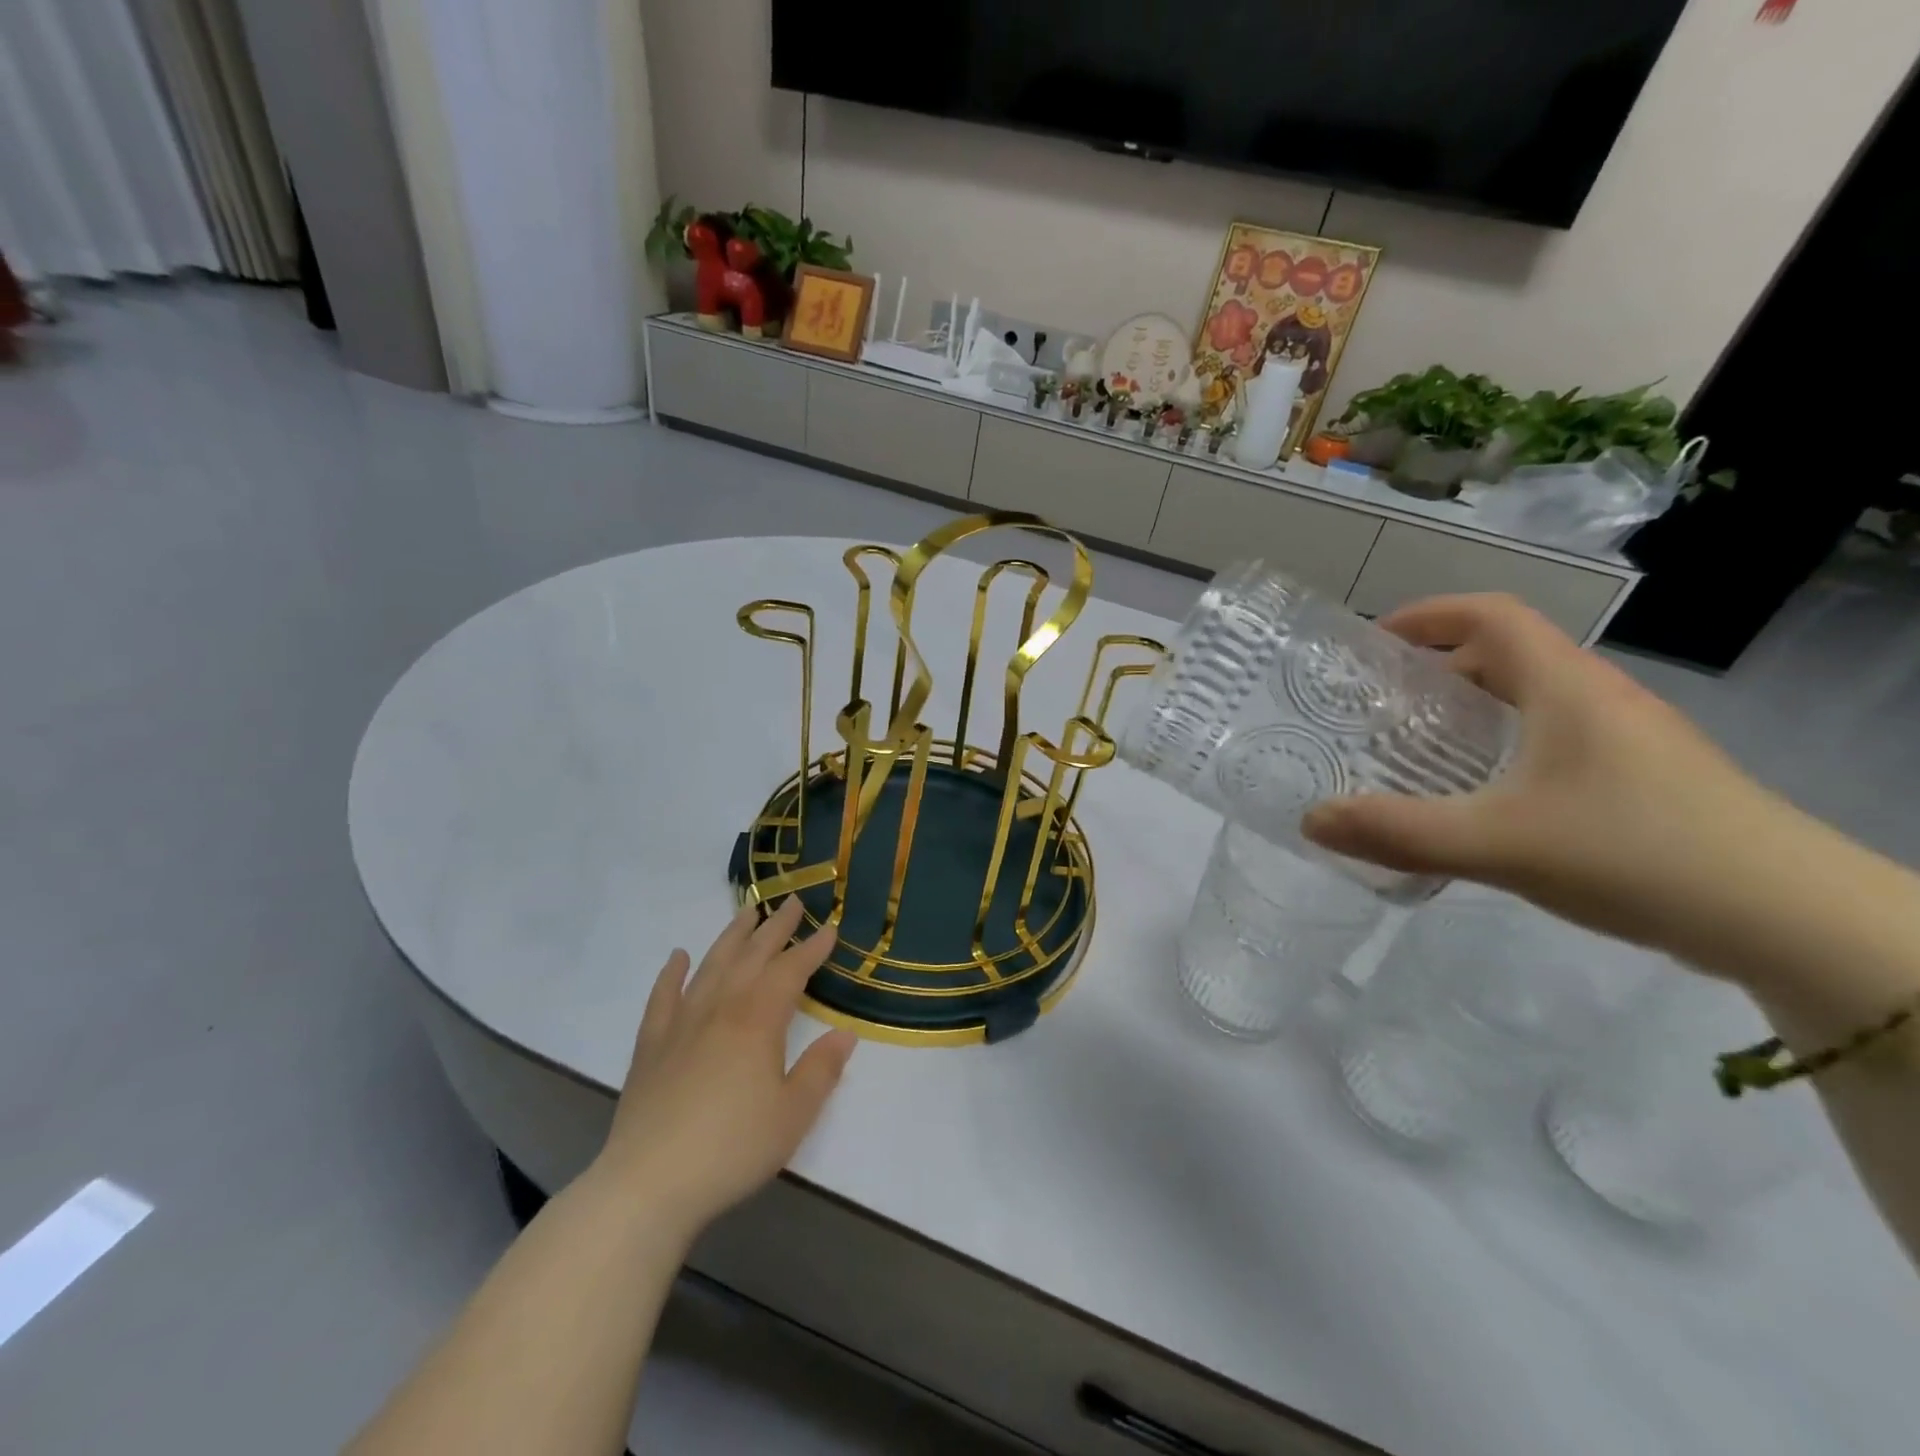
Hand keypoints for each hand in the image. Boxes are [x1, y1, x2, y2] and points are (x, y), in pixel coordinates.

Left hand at [593, 897, 856, 1236]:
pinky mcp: (651, 1045)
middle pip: (752, 957)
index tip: (830, 928)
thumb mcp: (793, 1115)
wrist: (649, 1184)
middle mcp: (720, 1009)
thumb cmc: (732, 1149)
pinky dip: (672, 973)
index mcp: (758, 1021)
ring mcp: (681, 1024)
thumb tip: (845, 1034)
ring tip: (748, 913)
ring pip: (711, 966)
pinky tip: (678, 957)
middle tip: (794, 902)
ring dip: (732, 937)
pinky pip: (662, 997)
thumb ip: (821, 1071)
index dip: (812, 949)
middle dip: (776, 928)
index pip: (791, 972)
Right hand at [1301, 594, 1794, 958]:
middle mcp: (1598, 698)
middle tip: (1381, 708)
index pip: (1491, 614)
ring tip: (1420, 752)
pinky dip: (1506, 749)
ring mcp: (1628, 739)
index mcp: (1564, 686)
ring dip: (1473, 712)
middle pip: (1508, 655)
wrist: (1790, 920)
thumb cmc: (1634, 853)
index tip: (1373, 643)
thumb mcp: (1496, 843)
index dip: (1427, 616)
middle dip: (1438, 670)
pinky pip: (1556, 740)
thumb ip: (1397, 831)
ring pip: (1534, 701)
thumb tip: (1311, 819)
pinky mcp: (1643, 780)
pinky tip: (1484, 801)